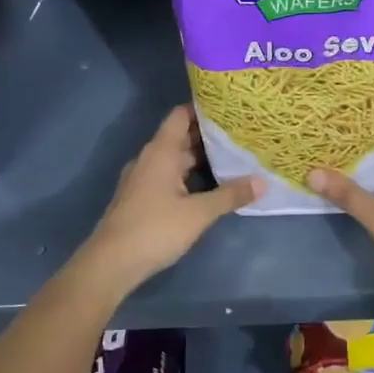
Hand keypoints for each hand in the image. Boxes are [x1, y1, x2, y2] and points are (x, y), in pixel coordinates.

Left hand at [77, 106, 259, 296]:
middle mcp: (150, 158)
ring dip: (201, 158)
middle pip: (181, 136)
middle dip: (209, 135)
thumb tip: (262, 182)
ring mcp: (144, 178)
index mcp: (161, 151)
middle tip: (242, 133)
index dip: (204, 108)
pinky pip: (170, 176)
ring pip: (176, 159)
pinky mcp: (142, 197)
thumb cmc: (155, 229)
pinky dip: (190, 175)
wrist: (110, 264)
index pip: (181, 115)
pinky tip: (210, 185)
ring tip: (233, 157)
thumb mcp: (199, 213)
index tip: (230, 108)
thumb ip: (230, 195)